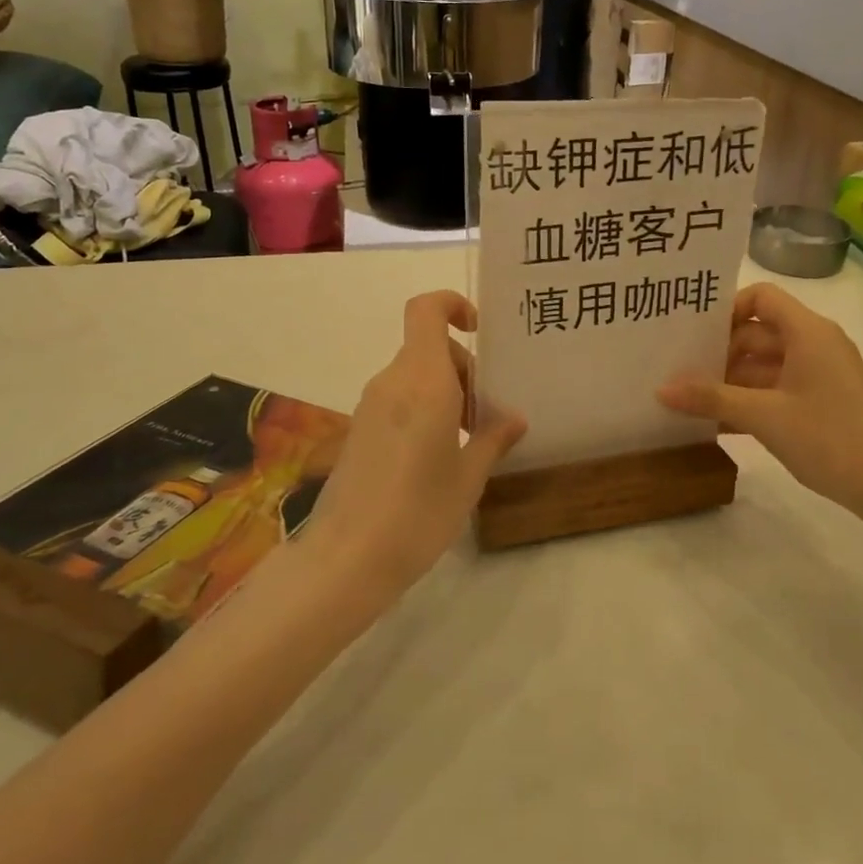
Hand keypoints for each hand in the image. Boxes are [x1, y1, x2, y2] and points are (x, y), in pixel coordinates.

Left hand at [312, 291, 525, 593]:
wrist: (348, 558)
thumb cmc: (419, 512)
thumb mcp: (469, 477)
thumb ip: (492, 439)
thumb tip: (514, 418)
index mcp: (423, 381)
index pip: (426, 311)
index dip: (452, 305)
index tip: (479, 331)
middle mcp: (392, 383)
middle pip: (429, 348)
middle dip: (464, 370)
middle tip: (484, 418)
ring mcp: (370, 406)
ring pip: (415, 375)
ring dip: (445, 393)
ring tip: (466, 443)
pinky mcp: (359, 430)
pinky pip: (398, 399)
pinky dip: (423, 409)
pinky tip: (436, 457)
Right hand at [658, 283, 862, 520]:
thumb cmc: (830, 437)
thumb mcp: (764, 416)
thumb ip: (711, 398)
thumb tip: (661, 388)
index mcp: (807, 332)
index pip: (761, 297)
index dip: (726, 309)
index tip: (695, 335)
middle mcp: (814, 344)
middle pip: (756, 332)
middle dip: (718, 351)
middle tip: (677, 369)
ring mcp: (818, 375)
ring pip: (763, 365)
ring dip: (729, 381)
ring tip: (687, 399)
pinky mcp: (819, 402)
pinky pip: (774, 389)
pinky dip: (748, 401)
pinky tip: (715, 423)